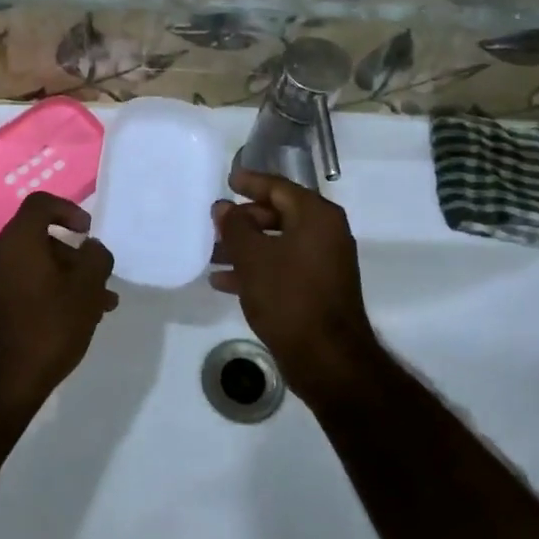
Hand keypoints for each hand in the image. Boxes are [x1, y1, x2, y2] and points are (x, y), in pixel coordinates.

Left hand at [0, 193, 117, 409]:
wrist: (1, 383)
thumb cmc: (48, 326)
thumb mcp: (87, 289)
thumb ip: (96, 258)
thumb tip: (91, 248)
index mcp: (17, 240)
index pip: (40, 204)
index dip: (69, 210)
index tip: (88, 232)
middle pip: (41, 238)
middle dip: (76, 256)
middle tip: (101, 280)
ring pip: (37, 265)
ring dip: (68, 278)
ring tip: (100, 306)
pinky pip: (26, 285)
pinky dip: (51, 292)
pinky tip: (77, 319)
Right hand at [210, 169, 385, 404]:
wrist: (326, 357)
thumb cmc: (288, 297)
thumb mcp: (253, 257)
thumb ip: (235, 226)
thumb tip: (224, 207)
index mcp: (317, 216)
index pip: (279, 186)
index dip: (251, 182)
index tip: (227, 180)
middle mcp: (326, 233)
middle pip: (279, 213)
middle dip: (244, 219)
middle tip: (215, 222)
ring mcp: (324, 262)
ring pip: (277, 242)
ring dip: (245, 246)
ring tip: (212, 254)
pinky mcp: (318, 288)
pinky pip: (283, 266)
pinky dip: (257, 268)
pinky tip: (224, 281)